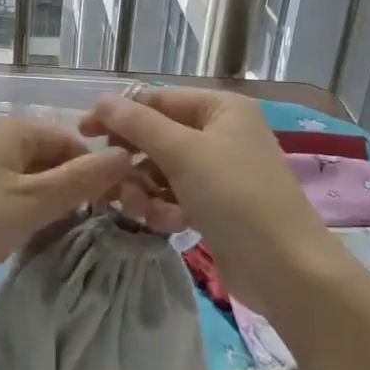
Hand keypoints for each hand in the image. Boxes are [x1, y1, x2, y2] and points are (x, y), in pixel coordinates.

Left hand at [0, 117, 132, 303]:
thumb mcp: (32, 201)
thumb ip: (81, 180)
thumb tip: (127, 156)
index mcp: (16, 130)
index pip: (74, 143)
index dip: (96, 174)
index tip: (115, 211)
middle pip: (52, 161)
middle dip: (73, 193)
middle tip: (92, 232)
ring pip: (30, 184)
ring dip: (48, 209)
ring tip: (63, 241)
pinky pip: (8, 200)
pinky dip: (23, 218)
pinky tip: (28, 243)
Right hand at [80, 87, 336, 310]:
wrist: (285, 268)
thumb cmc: (235, 197)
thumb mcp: (183, 153)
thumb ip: (138, 124)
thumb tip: (101, 100)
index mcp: (220, 108)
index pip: (157, 100)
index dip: (119, 114)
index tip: (83, 133)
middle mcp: (220, 133)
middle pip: (157, 136)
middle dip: (133, 161)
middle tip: (111, 183)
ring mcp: (219, 171)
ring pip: (161, 170)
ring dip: (144, 190)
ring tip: (141, 210)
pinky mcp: (215, 205)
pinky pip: (175, 195)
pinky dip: (164, 207)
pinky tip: (166, 224)